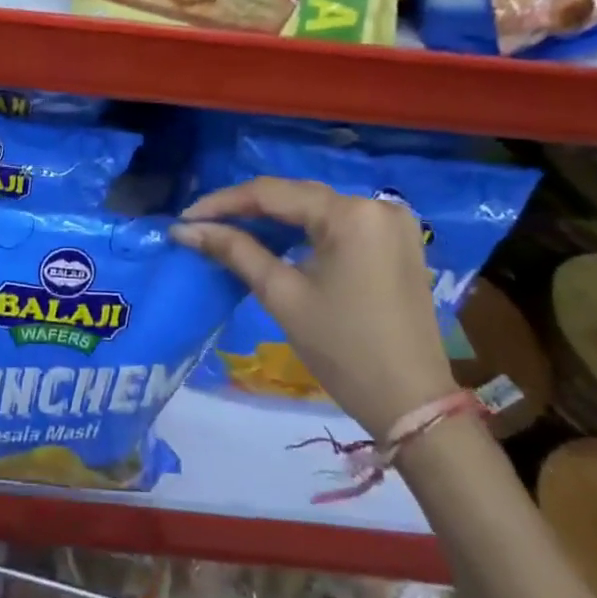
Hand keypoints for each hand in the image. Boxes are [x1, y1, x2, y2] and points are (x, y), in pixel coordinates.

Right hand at [172, 177, 456, 436]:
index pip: (271, 193)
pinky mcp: (397, 242)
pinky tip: (273, 240)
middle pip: (295, 196)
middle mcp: (376, 205)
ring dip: (272, 219)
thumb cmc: (342, 349)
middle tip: (201, 225)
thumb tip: (184, 229)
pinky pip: (337, 223)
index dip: (222, 202)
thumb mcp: (281, 295)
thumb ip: (233, 250)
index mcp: (350, 214)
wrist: (412, 403)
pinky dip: (302, 230)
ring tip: (228, 231)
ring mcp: (391, 223)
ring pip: (315, 208)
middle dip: (245, 209)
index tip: (185, 218)